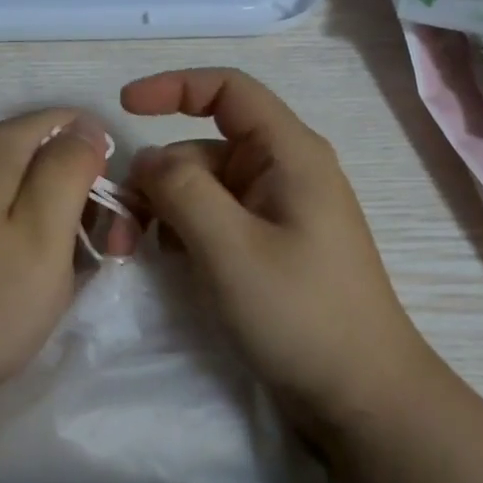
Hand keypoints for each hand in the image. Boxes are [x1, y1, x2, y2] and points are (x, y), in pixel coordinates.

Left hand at [0, 109, 110, 404]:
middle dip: (90, 197)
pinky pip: (16, 221)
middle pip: (55, 157)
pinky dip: (39, 244)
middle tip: (110, 252)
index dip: (105, 162)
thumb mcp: (44, 229)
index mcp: (0, 146)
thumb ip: (70, 167)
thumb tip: (86, 128)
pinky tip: (42, 282)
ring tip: (76, 276)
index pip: (75, 123)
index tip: (119, 213)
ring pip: (39, 192)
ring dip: (69, 226)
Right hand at [120, 69, 434, 437]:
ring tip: (139, 251)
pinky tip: (173, 263)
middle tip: (120, 228)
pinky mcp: (271, 244)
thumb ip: (182, 190)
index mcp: (288, 153)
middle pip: (204, 147)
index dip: (173, 86)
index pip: (227, 89)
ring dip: (167, 209)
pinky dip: (187, 231)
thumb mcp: (230, 248)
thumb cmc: (301, 314)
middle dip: (158, 176)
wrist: (362, 395)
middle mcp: (284, 171)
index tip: (123, 108)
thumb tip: (148, 160)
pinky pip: (217, 218)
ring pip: (205, 186)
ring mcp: (279, 210)